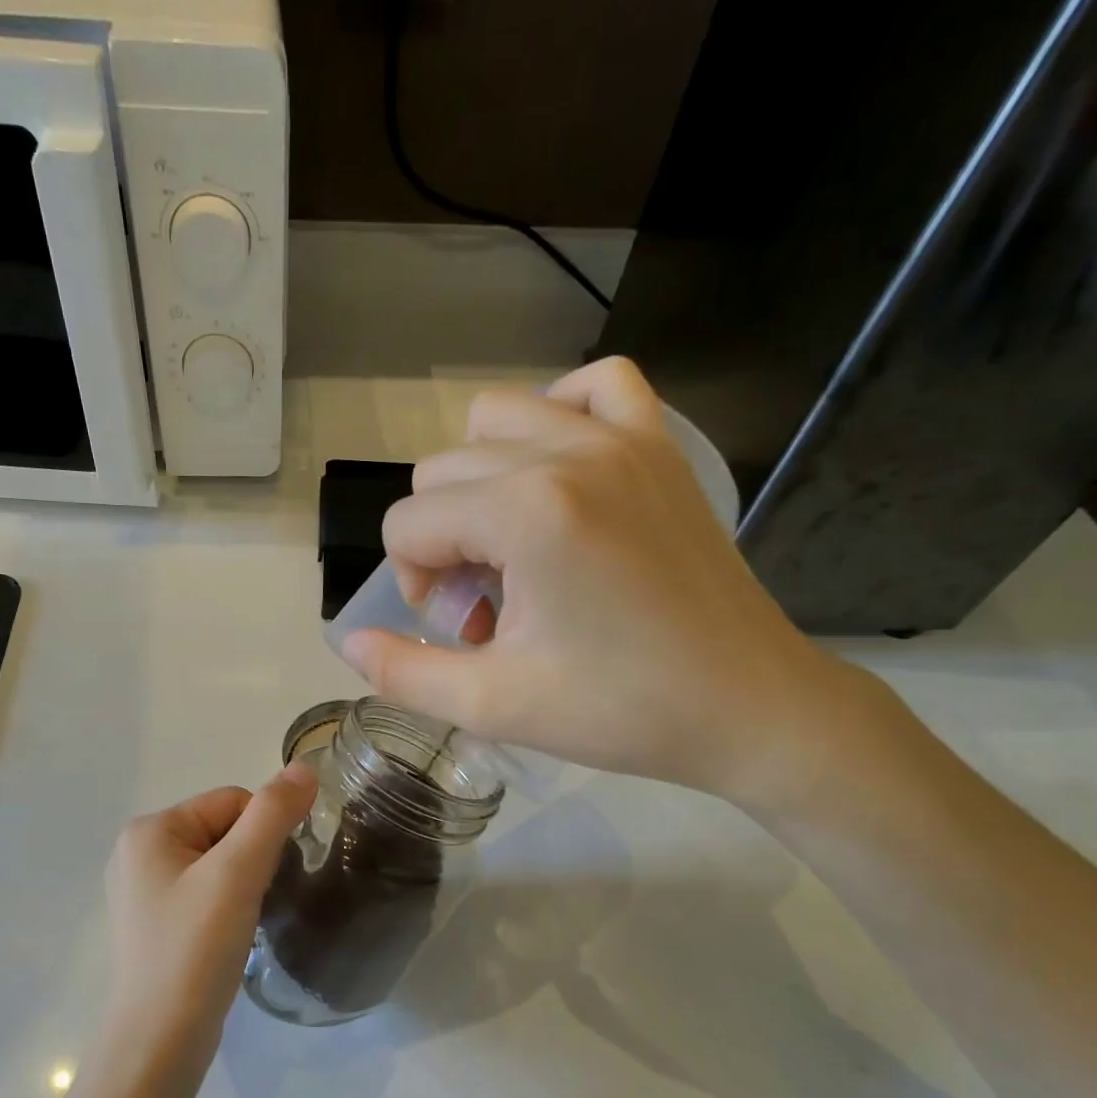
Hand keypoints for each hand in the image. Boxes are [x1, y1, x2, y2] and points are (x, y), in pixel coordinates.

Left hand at [99, 763, 317, 1079]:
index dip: (261, 834)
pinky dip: (226, 908)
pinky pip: (204, 894)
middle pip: (223, 830)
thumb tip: (305, 767)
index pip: (231, 802)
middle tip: (251, 904)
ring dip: (242, 886)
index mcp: (149, 830)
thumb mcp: (238, 873)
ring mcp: (143, 891)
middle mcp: (138, 852)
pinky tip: (226, 939)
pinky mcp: (154, 924)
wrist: (158, 1044)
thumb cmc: (194, 950)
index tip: (261, 879)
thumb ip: (273, 814)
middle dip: (250, 861)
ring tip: (240, 924)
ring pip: (218, 864)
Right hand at [341, 356, 863, 807]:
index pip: (408, 522)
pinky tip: (559, 474)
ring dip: (482, 481)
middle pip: (443, 472)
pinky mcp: (661, 446)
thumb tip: (348, 642)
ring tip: (516, 546)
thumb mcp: (493, 705)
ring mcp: (623, 438)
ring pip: (498, 418)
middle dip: (444, 542)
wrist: (748, 707)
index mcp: (526, 513)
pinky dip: (559, 416)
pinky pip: (594, 386)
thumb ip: (404, 673)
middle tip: (492, 607)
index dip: (415, 583)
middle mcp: (568, 452)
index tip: (463, 631)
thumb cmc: (620, 711)